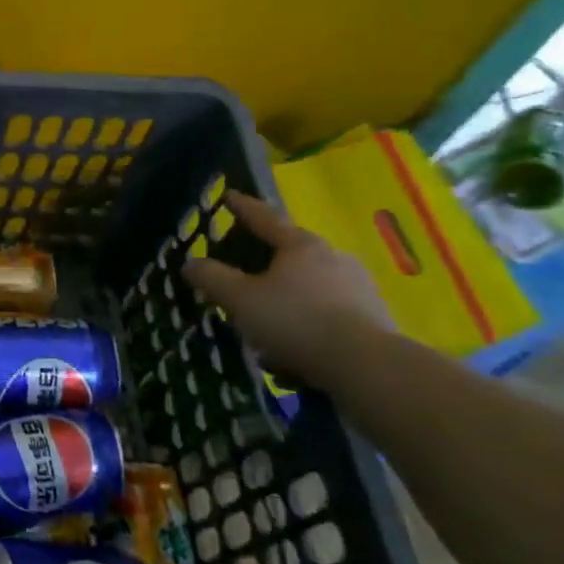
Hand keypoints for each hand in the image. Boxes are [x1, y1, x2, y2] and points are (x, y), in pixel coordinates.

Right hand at [181, 191, 394, 384]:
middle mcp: (333, 257)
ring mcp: (358, 287)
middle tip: (244, 280)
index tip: (229, 196)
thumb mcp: (240, 300)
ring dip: (287, 304)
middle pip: (290, 254)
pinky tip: (294, 356)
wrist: (367, 367)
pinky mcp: (372, 319)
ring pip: (309, 289)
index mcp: (300, 245)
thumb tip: (190, 262)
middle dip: (265, 266)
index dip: (243, 207)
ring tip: (267, 333)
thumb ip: (212, 278)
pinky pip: (327, 316)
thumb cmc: (296, 322)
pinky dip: (307, 328)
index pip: (264, 218)